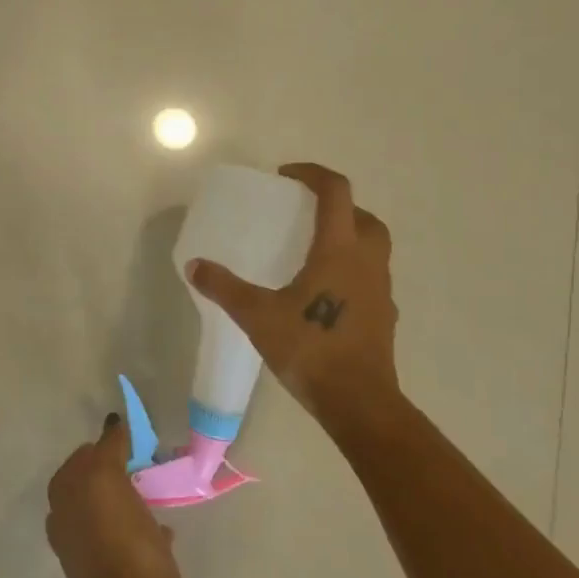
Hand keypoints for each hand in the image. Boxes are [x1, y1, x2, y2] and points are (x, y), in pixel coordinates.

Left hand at [47, 416, 197, 577]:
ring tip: (155, 494)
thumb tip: (112, 423)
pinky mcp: (115, 574)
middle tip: (144, 464)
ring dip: (129, 501)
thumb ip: (108, 448)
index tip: (134, 441)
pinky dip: (142, 530)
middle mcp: (69, 521)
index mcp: (63, 497)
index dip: (108, 444)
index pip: (84, 456)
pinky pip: (127, 539)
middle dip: (116, 472)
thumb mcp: (109, 479)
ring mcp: (90, 550)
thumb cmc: (124, 541)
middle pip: (95, 483)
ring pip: (111, 511)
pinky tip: (164, 530)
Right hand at [186, 162, 400, 430]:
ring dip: (349, 237)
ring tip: (313, 251)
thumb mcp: (257, 316)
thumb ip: (224, 288)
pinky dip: (352, 269)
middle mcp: (367, 261)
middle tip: (305, 214)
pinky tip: (324, 292)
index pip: (335, 192)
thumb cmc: (310, 349)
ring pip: (373, 246)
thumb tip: (195, 266)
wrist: (359, 402)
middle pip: (363, 216)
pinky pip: (370, 276)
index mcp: (339, 250)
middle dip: (337, 206)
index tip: (286, 177)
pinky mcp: (384, 316)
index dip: (312, 174)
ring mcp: (381, 290)